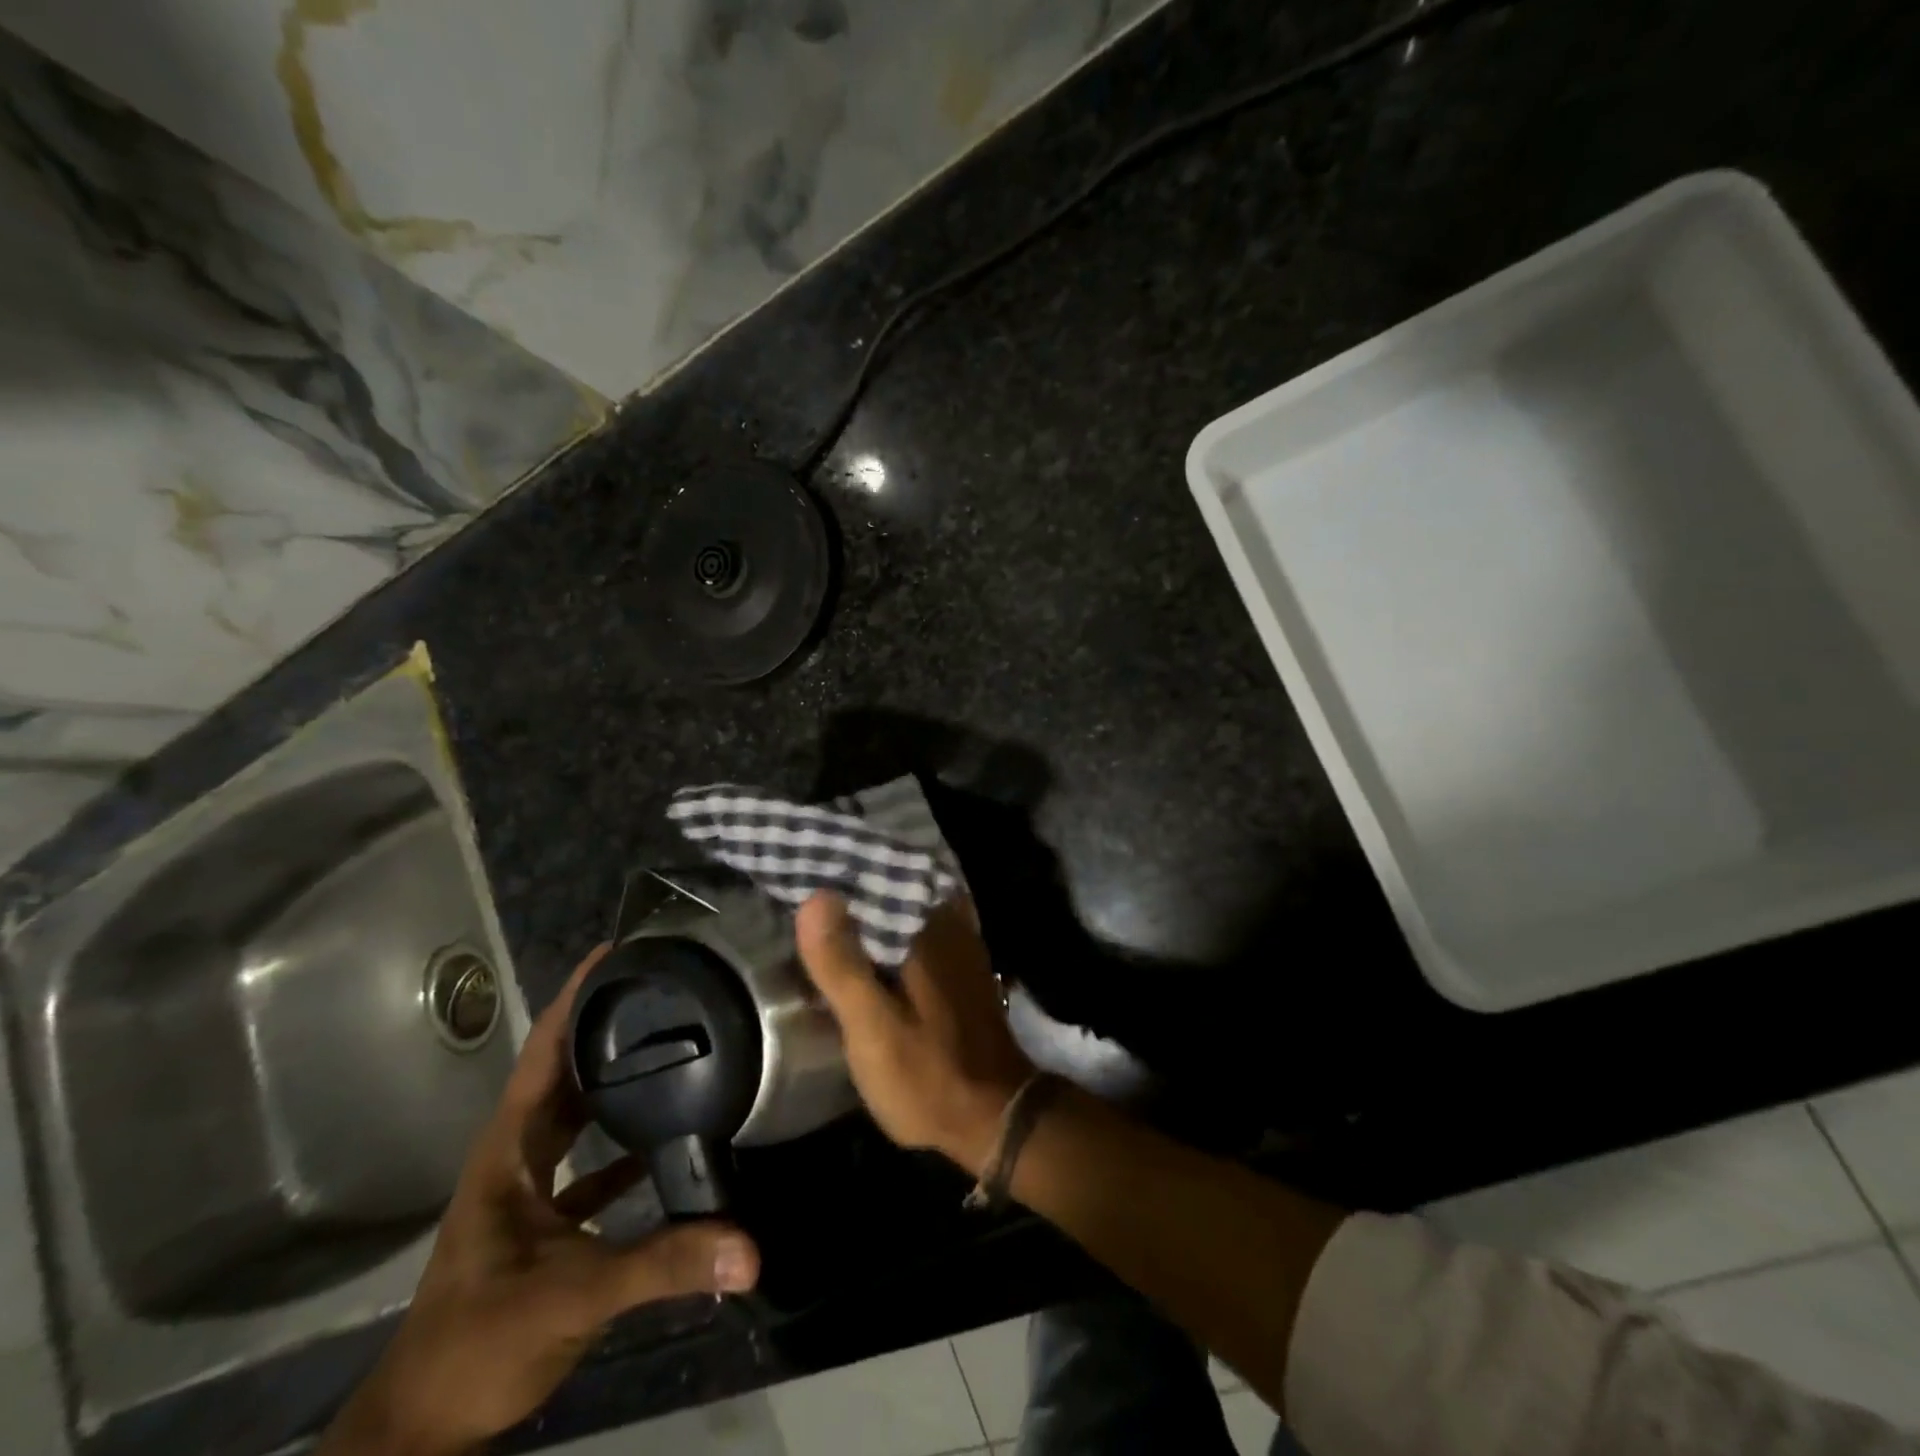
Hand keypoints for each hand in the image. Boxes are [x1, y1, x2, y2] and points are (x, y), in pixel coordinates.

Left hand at [318, 945, 760, 1455]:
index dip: (575, 996)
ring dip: (618, 1080)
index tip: (619, 949)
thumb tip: (750, 1245)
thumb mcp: (573, 1296)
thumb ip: (663, 1264)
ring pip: (579, 1114)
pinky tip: (672, 1137)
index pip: (543, 1052)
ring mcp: (531, 1187)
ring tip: (678, 1042)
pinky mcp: (547, 1221)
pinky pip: (594, 1163)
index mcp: (510, 1147)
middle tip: (668, 985)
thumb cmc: (478, 1344)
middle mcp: (519, 1153)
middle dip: (607, 1025)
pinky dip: (626, 1145)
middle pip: (566, 1071)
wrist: (423, 1429)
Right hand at [796, 894, 1034, 1172]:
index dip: (839, 870)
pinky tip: (864, 945)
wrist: (994, 1118)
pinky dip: (889, 932)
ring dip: (869, 908)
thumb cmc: (928, 1075)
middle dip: (852, 885)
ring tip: (825, 906)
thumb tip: (816, 896)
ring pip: (904, 911)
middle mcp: (948, 925)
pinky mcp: (958, 970)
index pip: (878, 877)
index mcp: (927, 929)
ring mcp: (958, 946)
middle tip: (804, 879)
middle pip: (892, 889)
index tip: (802, 863)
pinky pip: (917, 932)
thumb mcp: (873, 1027)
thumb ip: (843, 965)